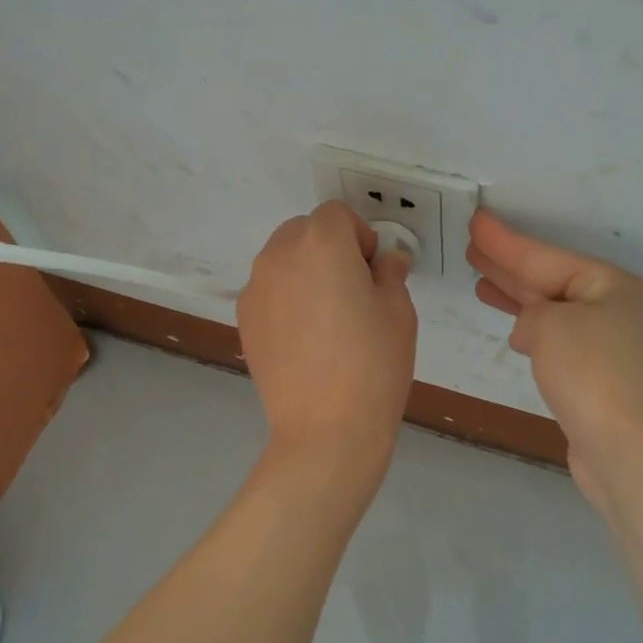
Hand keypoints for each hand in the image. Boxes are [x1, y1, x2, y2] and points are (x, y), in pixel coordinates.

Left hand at [238, 200, 417, 461]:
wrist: (326, 428)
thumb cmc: (373, 363)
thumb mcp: (398, 311)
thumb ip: (390, 273)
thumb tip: (386, 260)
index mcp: (321, 243)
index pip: (337, 214)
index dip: (360, 236)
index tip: (373, 271)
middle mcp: (279, 255)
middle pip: (304, 230)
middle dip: (329, 247)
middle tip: (353, 290)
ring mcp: (255, 288)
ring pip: (283, 259)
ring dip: (305, 270)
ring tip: (327, 317)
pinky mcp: (244, 319)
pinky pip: (269, 289)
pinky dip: (287, 297)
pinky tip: (305, 338)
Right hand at [467, 210, 642, 502]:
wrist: (630, 450)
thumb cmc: (592, 373)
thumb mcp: (550, 325)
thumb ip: (531, 314)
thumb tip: (532, 332)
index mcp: (608, 285)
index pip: (543, 256)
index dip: (505, 242)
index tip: (475, 222)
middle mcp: (611, 309)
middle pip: (549, 279)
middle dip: (509, 266)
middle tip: (472, 249)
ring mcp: (606, 346)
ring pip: (551, 311)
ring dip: (516, 297)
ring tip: (481, 282)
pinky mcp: (597, 379)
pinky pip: (556, 341)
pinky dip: (532, 331)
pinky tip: (514, 331)